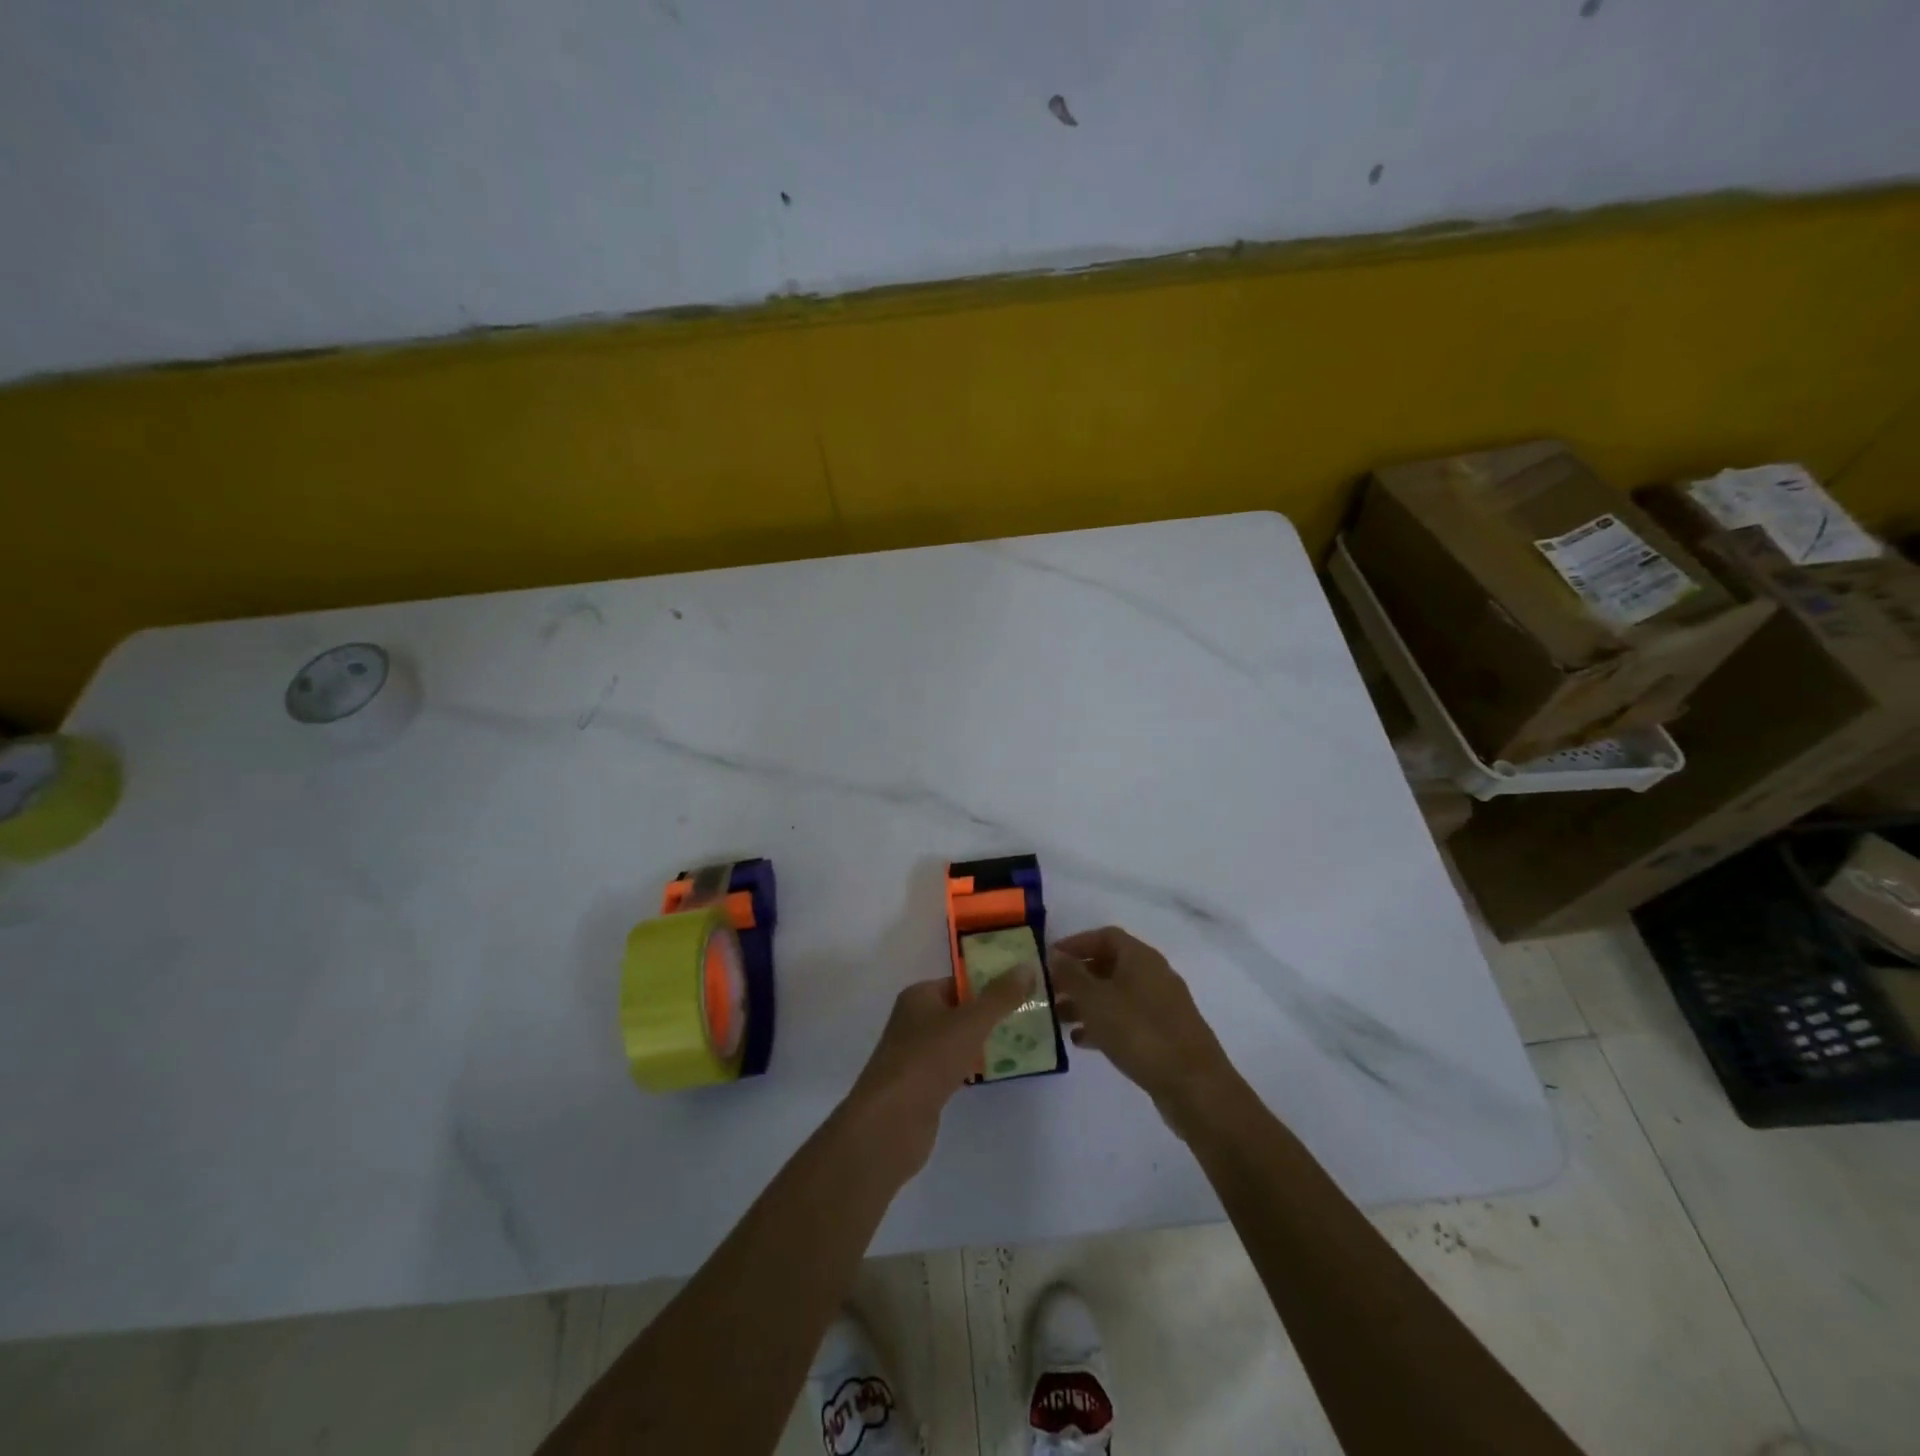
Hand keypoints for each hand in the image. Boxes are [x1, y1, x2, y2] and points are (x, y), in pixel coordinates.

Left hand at [844, 968, 1034, 1178]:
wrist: (891, 1122)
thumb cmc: (928, 1059)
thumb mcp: (970, 1022)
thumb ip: (1000, 996)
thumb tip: (1027, 966)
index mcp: (919, 996)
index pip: (959, 982)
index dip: (990, 984)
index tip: (1023, 990)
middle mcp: (914, 1020)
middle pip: (960, 1010)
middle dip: (991, 1014)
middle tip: (1028, 1017)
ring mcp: (916, 1054)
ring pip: (957, 1041)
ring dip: (984, 1042)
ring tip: (1022, 1043)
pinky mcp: (921, 1086)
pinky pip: (953, 1068)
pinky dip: (973, 1067)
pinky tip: (996, 1073)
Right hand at [1051, 927, 1236, 1134]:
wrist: (1193, 1085)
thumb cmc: (1139, 1032)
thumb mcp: (1095, 1000)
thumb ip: (1071, 975)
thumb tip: (1055, 954)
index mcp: (1140, 957)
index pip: (1105, 936)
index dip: (1076, 943)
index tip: (1050, 958)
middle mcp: (1154, 974)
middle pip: (1110, 965)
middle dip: (1078, 976)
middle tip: (1050, 990)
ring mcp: (1162, 1005)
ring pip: (1116, 994)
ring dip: (1087, 1002)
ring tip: (1058, 1018)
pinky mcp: (1165, 1034)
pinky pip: (1127, 1019)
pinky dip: (1104, 1024)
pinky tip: (1082, 1041)